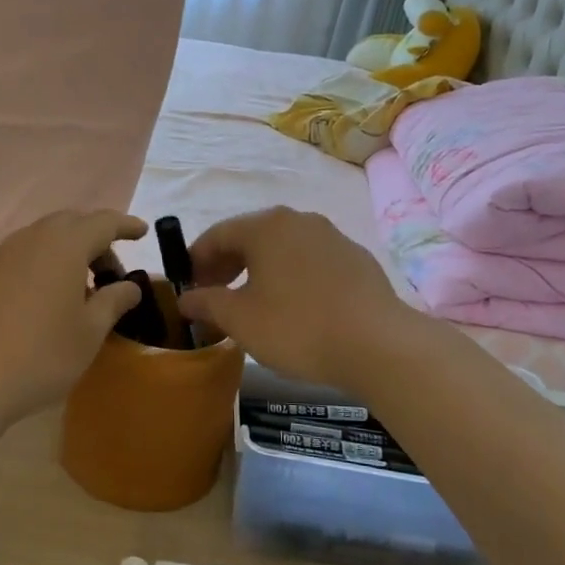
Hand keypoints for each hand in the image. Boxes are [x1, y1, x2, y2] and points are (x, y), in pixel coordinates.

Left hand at [0, 210, 146, 427]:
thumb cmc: (40, 355)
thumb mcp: (89, 333)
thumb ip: (113, 302)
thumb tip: (130, 287)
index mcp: (65, 245)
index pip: (103, 222)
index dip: (126, 225)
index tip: (143, 232)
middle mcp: (33, 239)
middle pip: (72, 223)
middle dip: (97, 239)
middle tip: (112, 272)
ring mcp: (3, 255)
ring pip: (46, 237)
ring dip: (70, 251)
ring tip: (83, 287)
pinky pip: (26, 254)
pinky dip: (47, 263)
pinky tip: (51, 298)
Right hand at [178, 208, 420, 392]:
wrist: (378, 344)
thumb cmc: (297, 327)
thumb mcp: (240, 319)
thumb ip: (206, 304)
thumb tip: (187, 299)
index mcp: (266, 226)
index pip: (218, 234)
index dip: (196, 260)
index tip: (187, 287)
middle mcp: (299, 220)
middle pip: (251, 237)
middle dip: (227, 265)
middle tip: (214, 296)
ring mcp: (332, 237)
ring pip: (283, 249)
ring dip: (259, 272)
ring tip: (252, 304)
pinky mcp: (356, 260)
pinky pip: (310, 263)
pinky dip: (291, 278)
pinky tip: (294, 309)